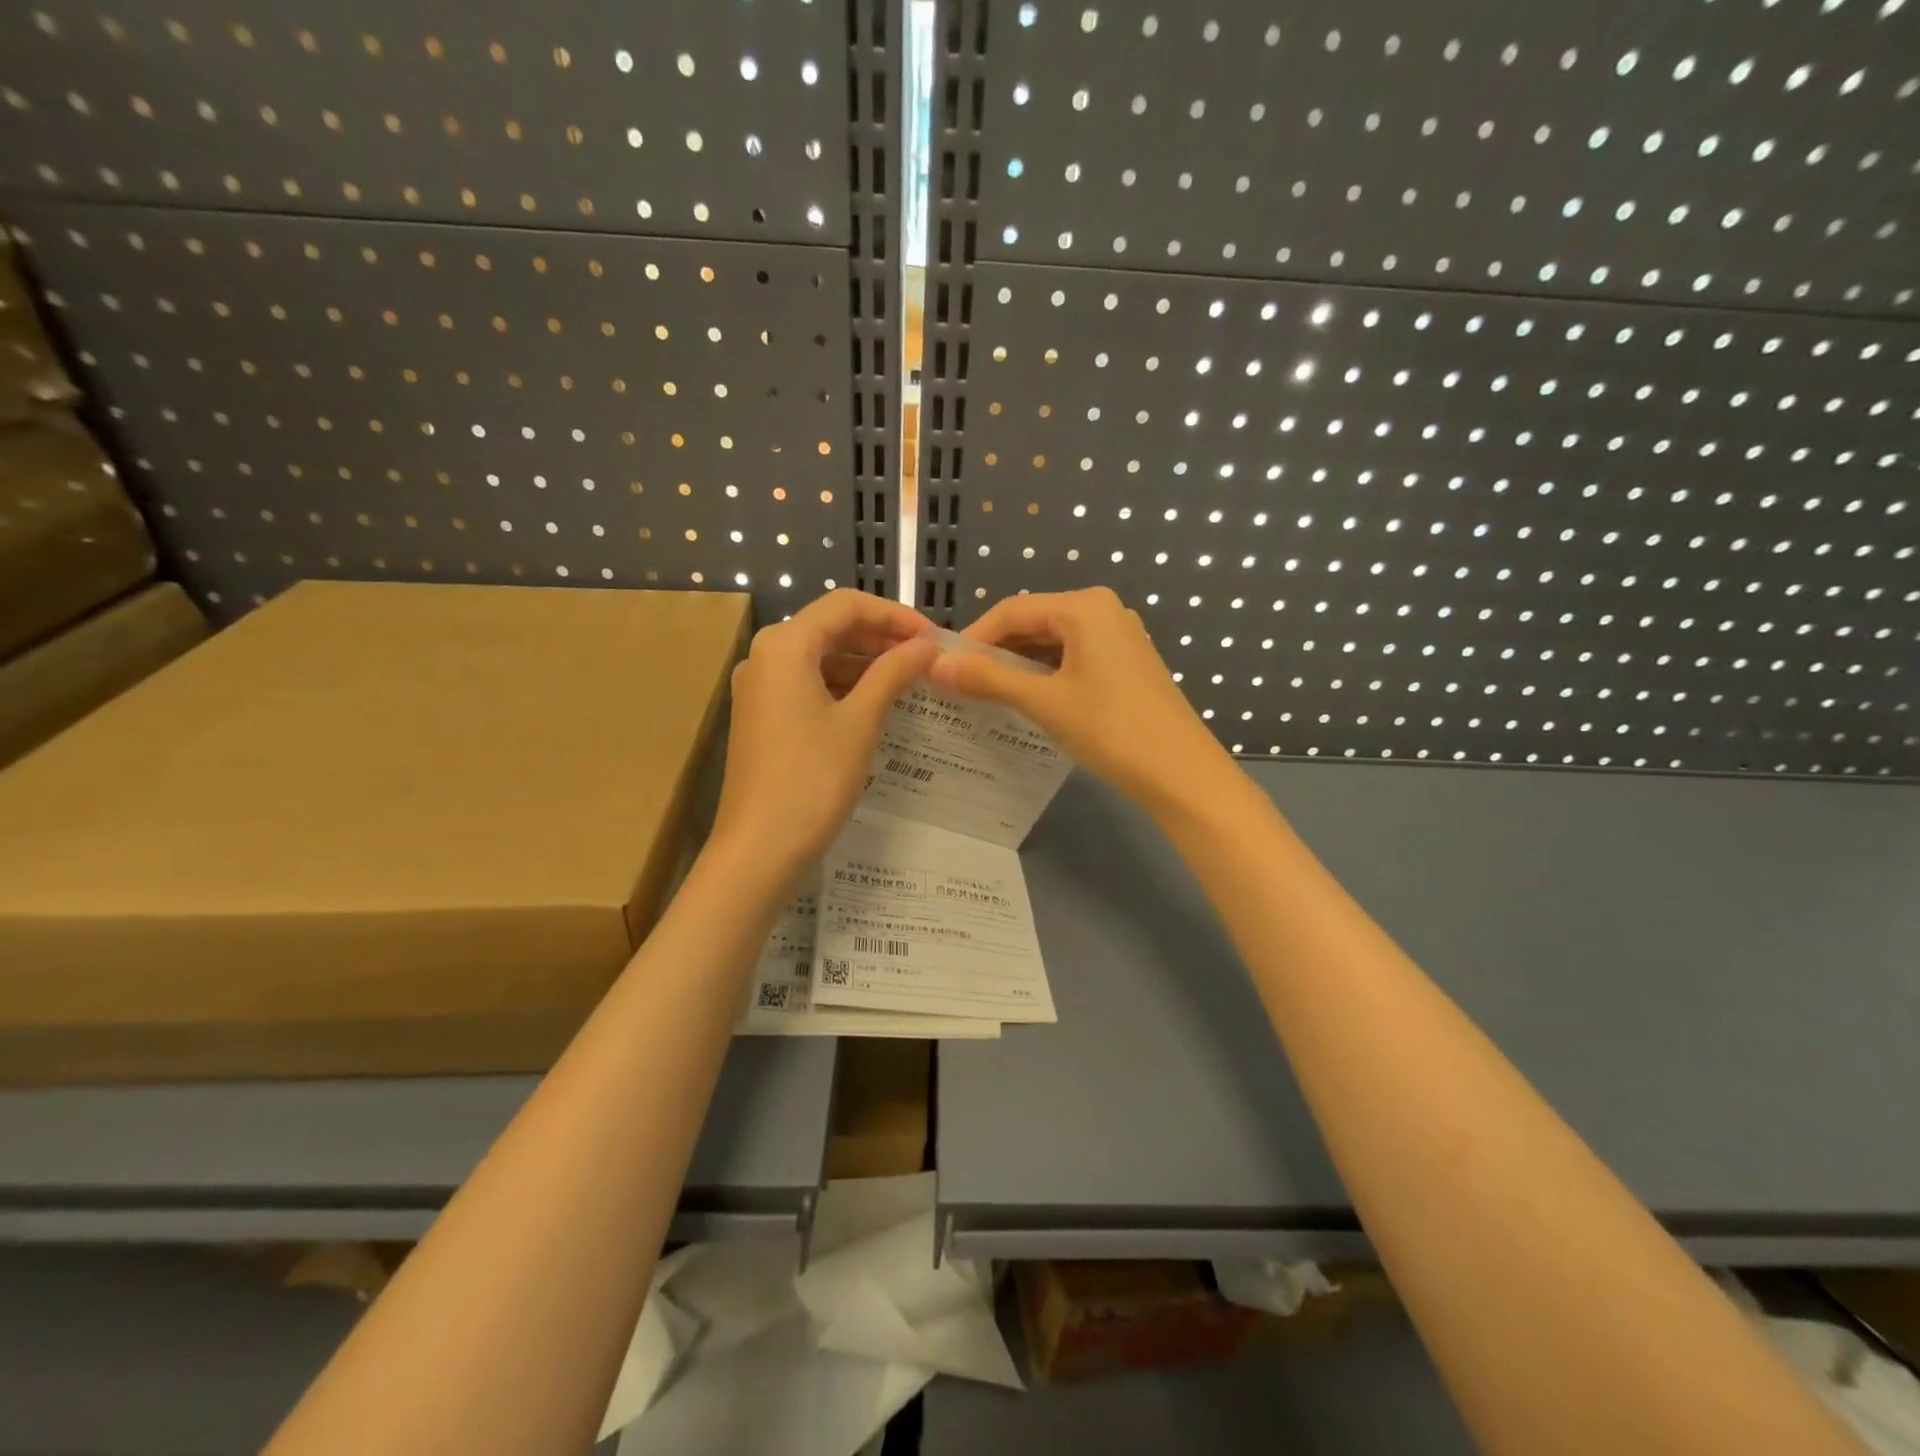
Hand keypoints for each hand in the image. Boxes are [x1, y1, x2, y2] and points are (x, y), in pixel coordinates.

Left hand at [711, 590, 937, 875]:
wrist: (759, 849)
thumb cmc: (812, 779)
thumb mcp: (860, 722)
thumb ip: (893, 674)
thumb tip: (926, 645)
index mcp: (785, 645)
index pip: (845, 605)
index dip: (893, 614)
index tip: (932, 637)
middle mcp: (765, 656)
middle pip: (830, 627)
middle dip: (880, 636)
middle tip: (925, 657)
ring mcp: (760, 688)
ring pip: (820, 657)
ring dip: (864, 662)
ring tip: (908, 680)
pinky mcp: (763, 716)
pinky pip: (808, 684)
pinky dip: (844, 686)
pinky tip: (875, 704)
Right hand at [928, 588, 1234, 815]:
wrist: (1181, 773)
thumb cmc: (1110, 729)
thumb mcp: (1044, 702)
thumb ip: (988, 679)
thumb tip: (936, 666)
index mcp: (1084, 606)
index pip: (1012, 610)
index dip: (974, 637)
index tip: (942, 666)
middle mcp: (1103, 610)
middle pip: (1034, 622)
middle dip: (995, 651)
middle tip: (960, 682)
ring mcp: (1120, 636)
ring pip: (1053, 642)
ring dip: (1018, 665)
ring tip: (985, 694)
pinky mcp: (1127, 662)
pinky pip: (1074, 657)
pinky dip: (1045, 674)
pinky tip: (1026, 699)